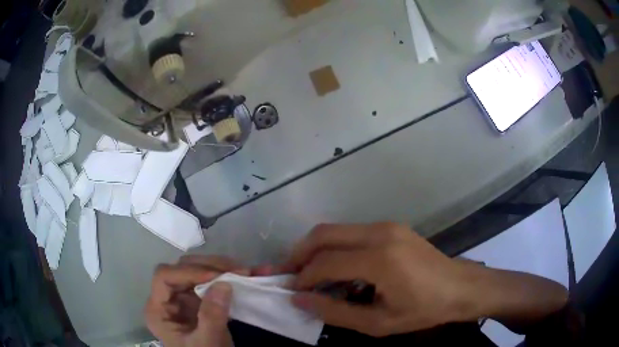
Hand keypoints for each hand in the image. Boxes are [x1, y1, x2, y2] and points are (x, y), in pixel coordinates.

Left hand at [145, 256, 247, 346]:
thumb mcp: (207, 343)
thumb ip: (212, 317)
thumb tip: (223, 283)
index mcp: (158, 310)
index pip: (164, 277)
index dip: (189, 272)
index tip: (218, 277)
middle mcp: (168, 299)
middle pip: (182, 269)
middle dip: (210, 267)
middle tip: (239, 271)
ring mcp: (183, 298)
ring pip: (197, 270)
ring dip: (221, 268)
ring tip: (245, 271)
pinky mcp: (199, 301)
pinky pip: (211, 282)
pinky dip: (228, 276)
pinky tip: (246, 274)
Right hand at [284, 223, 472, 336]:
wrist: (460, 287)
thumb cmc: (424, 310)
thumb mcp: (378, 322)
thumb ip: (335, 312)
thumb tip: (299, 300)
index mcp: (380, 259)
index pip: (326, 263)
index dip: (303, 277)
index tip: (291, 291)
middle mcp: (380, 233)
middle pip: (324, 234)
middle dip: (299, 253)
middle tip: (288, 274)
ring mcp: (387, 226)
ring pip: (336, 229)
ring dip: (315, 249)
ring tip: (306, 272)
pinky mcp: (391, 227)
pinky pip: (351, 233)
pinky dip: (334, 247)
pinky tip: (335, 267)